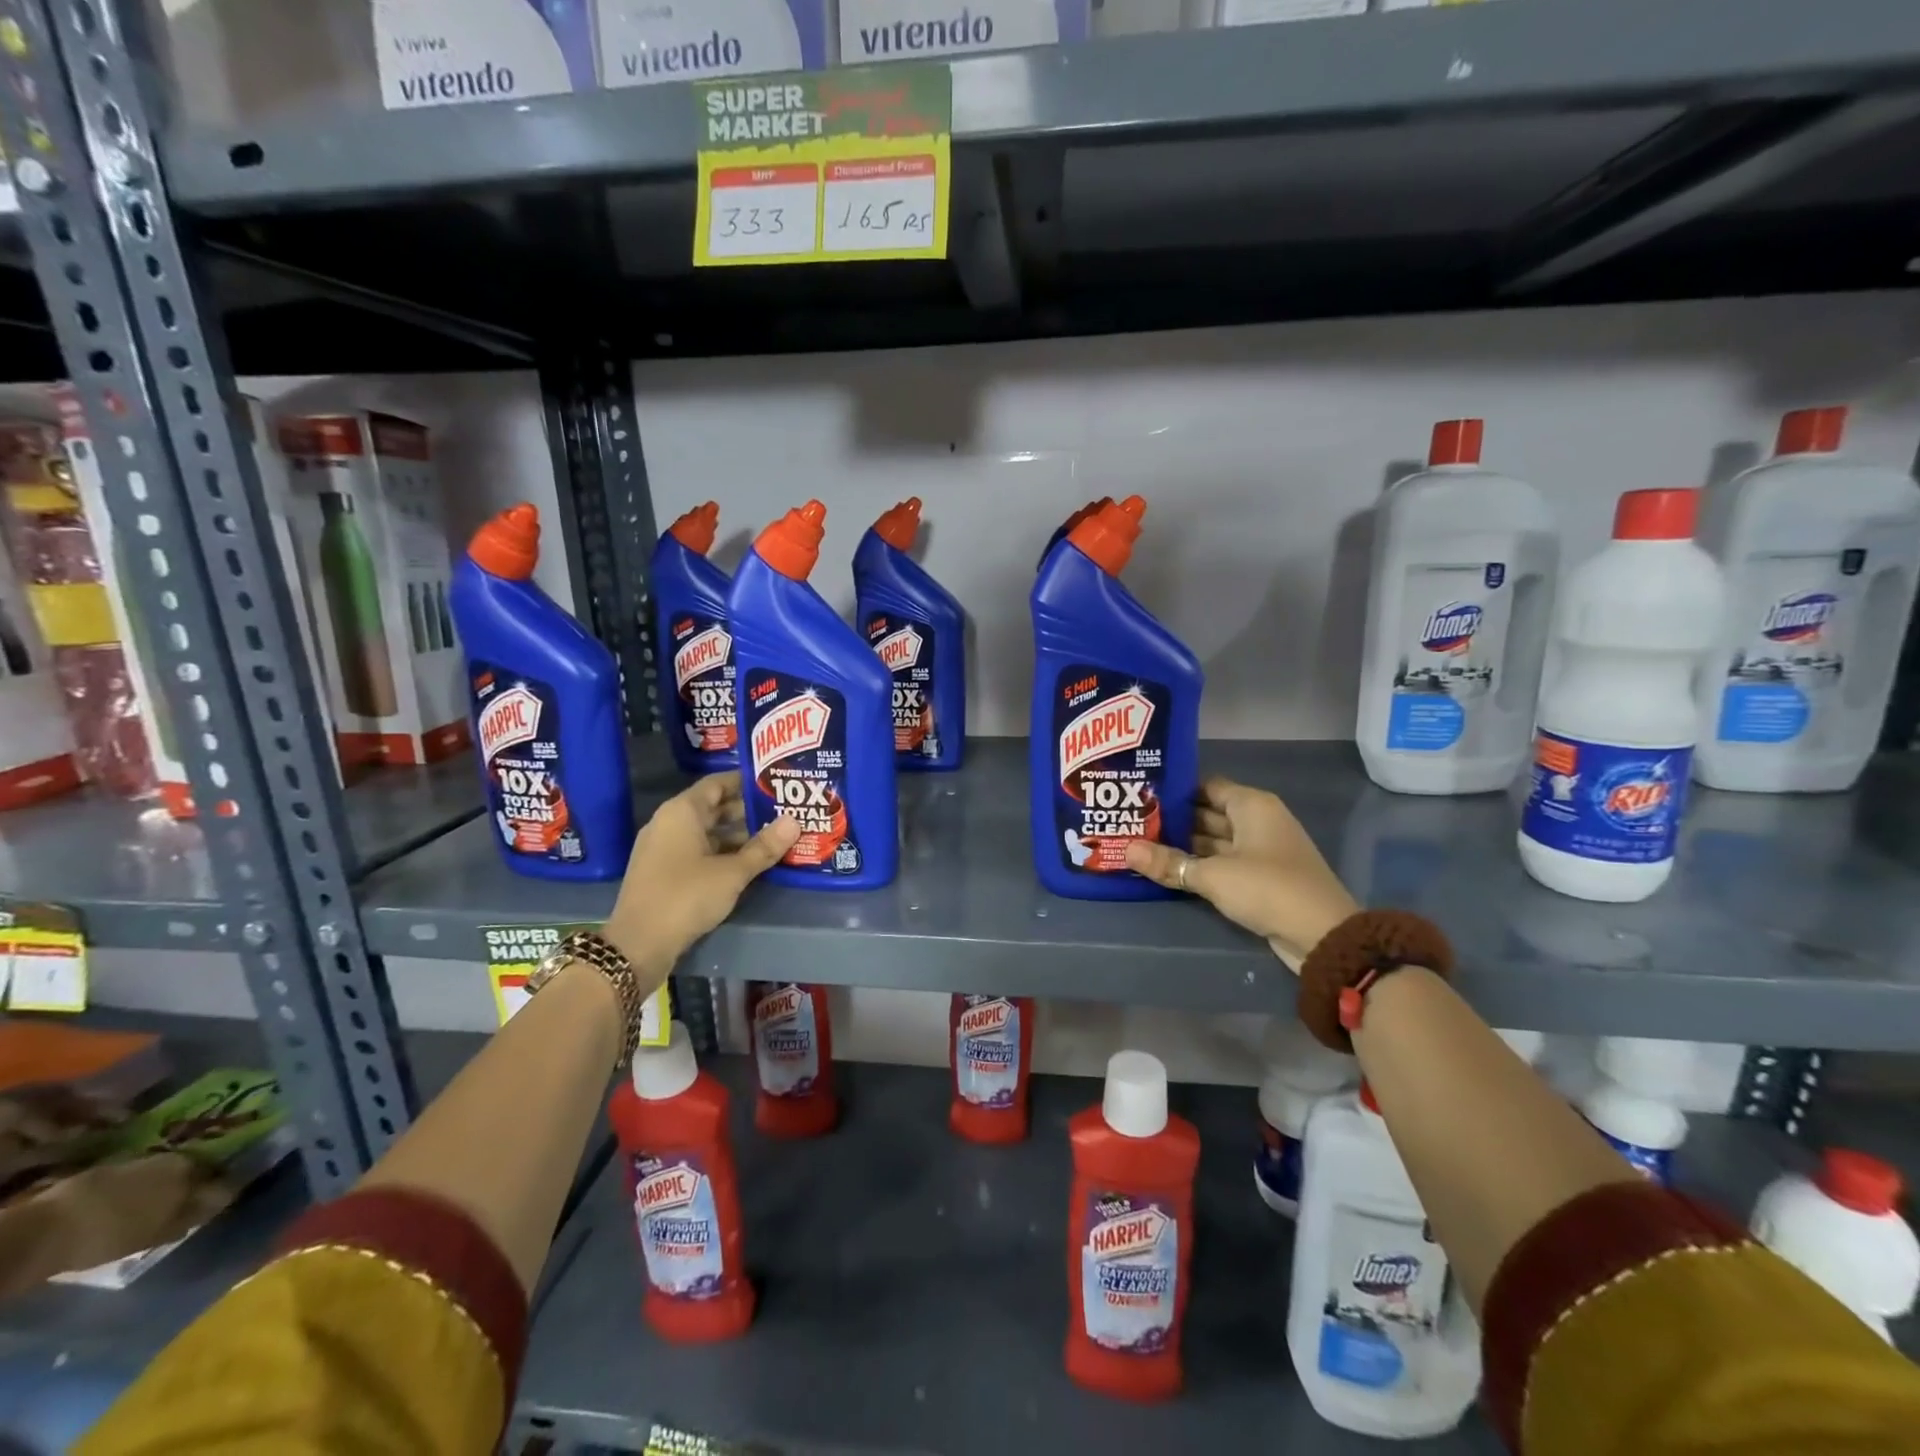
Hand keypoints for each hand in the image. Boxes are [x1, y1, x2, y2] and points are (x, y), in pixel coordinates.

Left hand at [603, 773, 799, 974]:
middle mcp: (670, 823)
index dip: (746, 782)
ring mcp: (664, 848)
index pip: (717, 783)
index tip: (775, 784)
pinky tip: (749, 863)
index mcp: (682, 812)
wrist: (638, 944)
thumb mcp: (732, 872)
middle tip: (784, 813)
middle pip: (713, 807)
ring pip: (707, 832)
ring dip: (738, 835)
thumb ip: (764, 847)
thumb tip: (794, 821)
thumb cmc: (686, 896)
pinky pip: (699, 851)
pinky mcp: (664, 872)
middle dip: (748, 811)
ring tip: (774, 838)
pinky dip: (723, 853)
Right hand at [1126, 777, 1358, 971]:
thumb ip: (1170, 862)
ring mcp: (1260, 851)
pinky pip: (1222, 864)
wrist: (1323, 936)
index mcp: (1252, 806)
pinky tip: (1168, 869)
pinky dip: (1198, 865)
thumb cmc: (1268, 888)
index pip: (1206, 786)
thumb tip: (1126, 850)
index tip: (1140, 794)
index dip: (1174, 789)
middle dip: (1172, 819)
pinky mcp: (1260, 878)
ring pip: (1213, 841)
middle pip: (1207, 813)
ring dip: (1183, 845)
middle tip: (1131, 822)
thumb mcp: (1213, 875)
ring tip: (1140, 844)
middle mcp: (1257, 821)